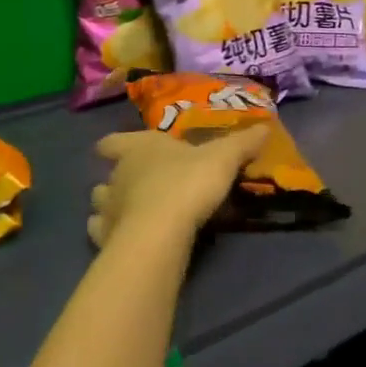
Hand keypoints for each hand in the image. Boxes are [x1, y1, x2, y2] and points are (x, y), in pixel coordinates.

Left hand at [88, 127, 269, 249]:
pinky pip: (101, 233)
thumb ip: (242, 144)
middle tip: (145, 184)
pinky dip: (111, 234)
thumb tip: (264, 127)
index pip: (115, 141)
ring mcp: (107, 209)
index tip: (118, 148)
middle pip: (110, 174)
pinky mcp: (104, 239)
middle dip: (122, 178)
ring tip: (135, 212)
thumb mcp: (224, 158)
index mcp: (140, 148)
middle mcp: (117, 175)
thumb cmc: (187, 184)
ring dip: (114, 205)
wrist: (159, 233)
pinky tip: (128, 238)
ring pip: (101, 203)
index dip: (116, 144)